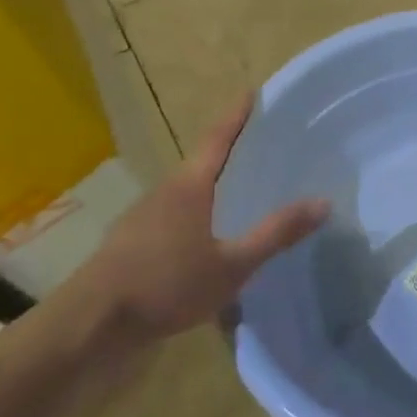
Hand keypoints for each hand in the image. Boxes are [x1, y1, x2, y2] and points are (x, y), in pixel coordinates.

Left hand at [72, 94, 329, 340]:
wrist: (92, 324)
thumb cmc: (167, 284)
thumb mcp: (233, 264)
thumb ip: (276, 233)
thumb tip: (324, 202)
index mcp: (189, 186)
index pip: (218, 139)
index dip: (236, 115)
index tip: (250, 92)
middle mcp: (164, 192)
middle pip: (200, 163)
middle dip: (228, 153)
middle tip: (259, 147)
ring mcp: (142, 217)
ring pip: (186, 193)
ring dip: (211, 188)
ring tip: (240, 193)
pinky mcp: (131, 243)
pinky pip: (173, 217)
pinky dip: (196, 216)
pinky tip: (208, 239)